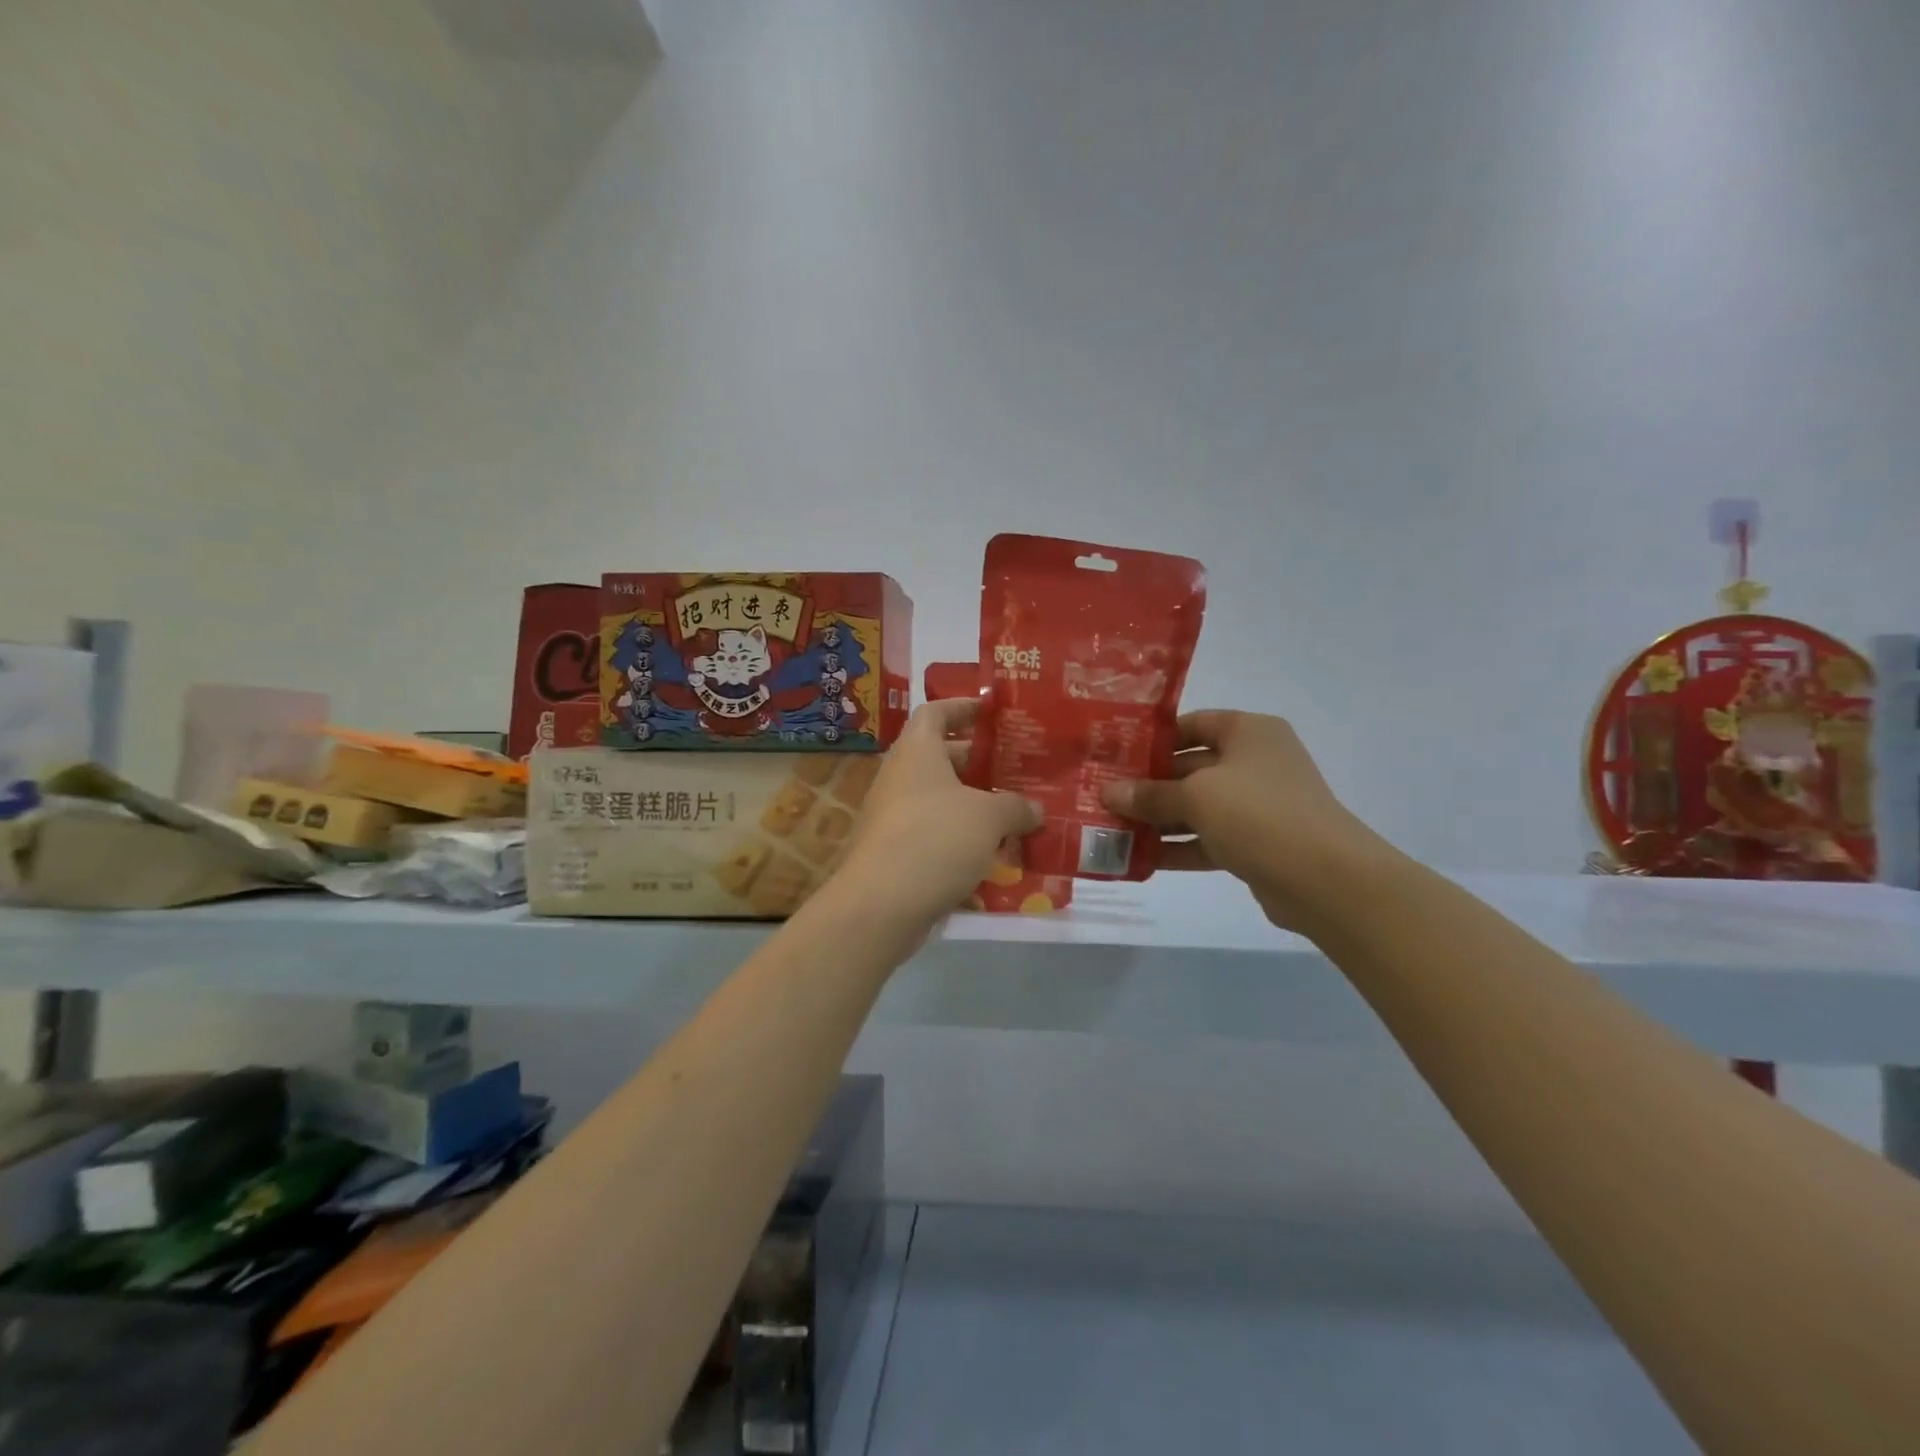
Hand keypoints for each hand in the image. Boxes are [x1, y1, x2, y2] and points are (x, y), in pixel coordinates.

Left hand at [837, 699, 1040, 930]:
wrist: (880, 905)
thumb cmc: (935, 839)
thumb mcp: (988, 818)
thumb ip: (1016, 807)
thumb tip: (1035, 809)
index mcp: (917, 752)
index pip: (935, 712)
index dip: (962, 707)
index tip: (991, 711)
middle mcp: (901, 778)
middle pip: (941, 758)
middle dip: (979, 763)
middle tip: (1017, 770)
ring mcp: (894, 817)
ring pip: (941, 801)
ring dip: (974, 806)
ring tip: (1015, 815)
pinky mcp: (896, 853)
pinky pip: (935, 835)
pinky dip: (962, 840)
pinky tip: (994, 857)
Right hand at [1103, 711, 1381, 929]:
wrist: (1325, 879)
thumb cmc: (1258, 814)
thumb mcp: (1196, 797)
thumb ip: (1149, 795)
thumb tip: (1107, 793)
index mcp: (1248, 732)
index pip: (1192, 724)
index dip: (1153, 738)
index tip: (1114, 754)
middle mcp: (1253, 762)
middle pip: (1190, 767)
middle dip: (1147, 784)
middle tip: (1102, 795)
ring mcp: (1256, 805)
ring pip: (1196, 806)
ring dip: (1157, 819)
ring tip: (1111, 828)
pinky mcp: (1254, 843)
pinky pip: (1207, 839)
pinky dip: (1177, 847)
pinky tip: (1140, 858)